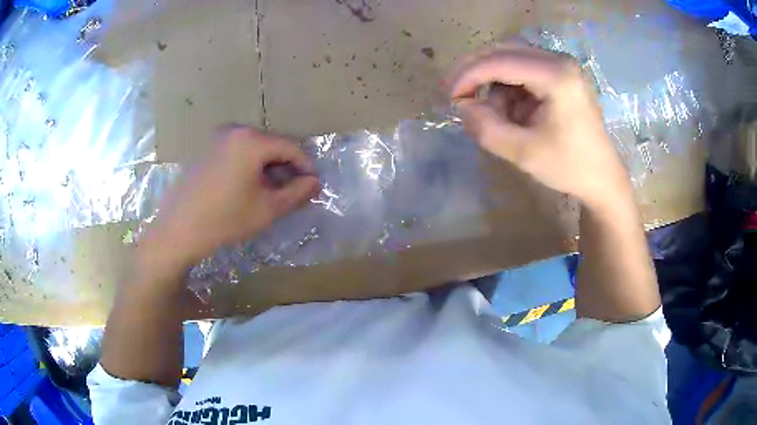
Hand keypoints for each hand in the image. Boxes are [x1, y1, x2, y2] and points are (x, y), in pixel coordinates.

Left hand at [139, 127, 319, 276]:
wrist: (179, 229)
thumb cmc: (225, 219)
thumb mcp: (267, 209)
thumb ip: (296, 192)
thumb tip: (314, 182)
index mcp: (252, 140)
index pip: (291, 147)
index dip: (306, 166)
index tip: (312, 186)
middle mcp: (235, 131)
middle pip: (272, 145)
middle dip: (285, 167)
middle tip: (290, 192)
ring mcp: (218, 138)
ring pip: (255, 149)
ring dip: (267, 167)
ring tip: (269, 193)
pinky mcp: (207, 149)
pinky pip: (237, 152)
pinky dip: (249, 166)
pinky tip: (246, 188)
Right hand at [447, 42, 630, 206]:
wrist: (602, 178)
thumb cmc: (569, 167)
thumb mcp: (523, 153)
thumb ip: (485, 128)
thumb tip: (462, 106)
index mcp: (556, 76)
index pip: (500, 61)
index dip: (468, 75)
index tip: (449, 97)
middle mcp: (559, 60)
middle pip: (504, 51)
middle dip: (477, 71)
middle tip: (458, 95)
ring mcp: (562, 65)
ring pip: (512, 58)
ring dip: (495, 82)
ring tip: (495, 114)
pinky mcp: (562, 74)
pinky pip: (524, 69)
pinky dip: (509, 86)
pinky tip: (513, 110)